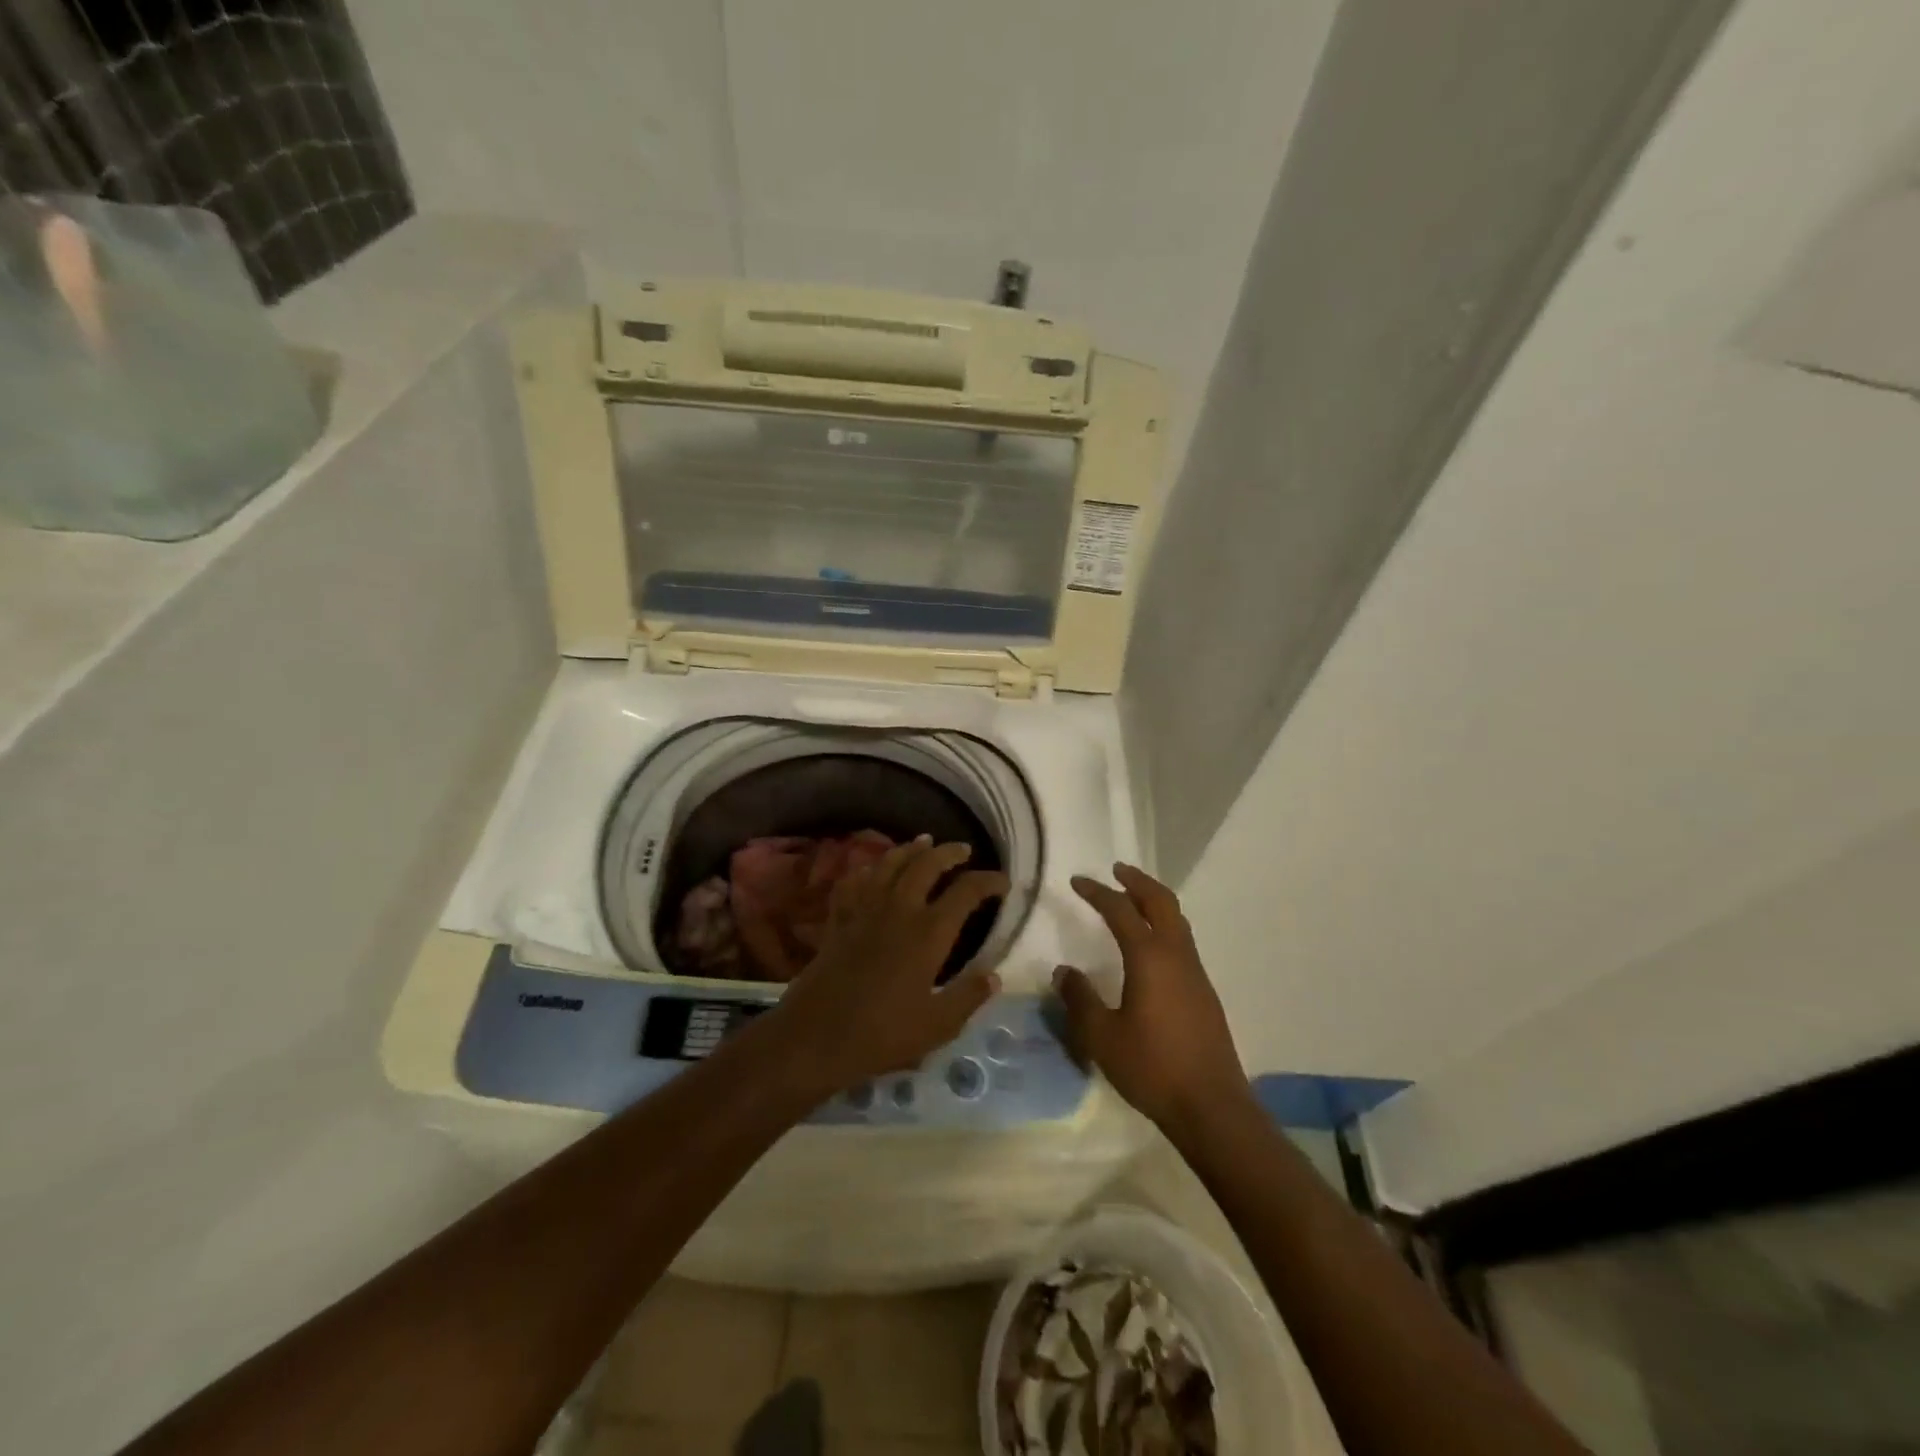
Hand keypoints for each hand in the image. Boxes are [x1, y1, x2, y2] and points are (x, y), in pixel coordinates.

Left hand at [764, 836, 1007, 1099]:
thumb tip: (994, 975)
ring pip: (889, 864)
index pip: (966, 891)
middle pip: (926, 864)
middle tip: (963, 850)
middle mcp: (898, 910)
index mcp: (929, 932)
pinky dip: (866, 869)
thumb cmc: (882, 1034)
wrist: (816, 1037)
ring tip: (923, 843)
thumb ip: (968, 997)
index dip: (988, 881)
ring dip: (909, 850)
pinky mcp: (838, 920)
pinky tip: (871, 869)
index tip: (1002, 882)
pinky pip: (854, 882)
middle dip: (948, 852)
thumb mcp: (938, 1025)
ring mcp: (864, 911)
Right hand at [1053, 864, 1250, 1131]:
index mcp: (1149, 958)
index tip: (1077, 882)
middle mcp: (1176, 955)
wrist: (1211, 1106)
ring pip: (1177, 920)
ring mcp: (1195, 973)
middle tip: (1116, 871)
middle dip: (1137, 882)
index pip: (1120, 911)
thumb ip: (1079, 999)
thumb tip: (1064, 971)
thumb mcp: (1102, 1036)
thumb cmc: (1152, 1067)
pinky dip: (1164, 926)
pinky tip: (1151, 947)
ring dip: (1154, 902)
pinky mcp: (1204, 992)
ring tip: (1133, 900)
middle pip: (1161, 902)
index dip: (1097, 892)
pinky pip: (1182, 941)